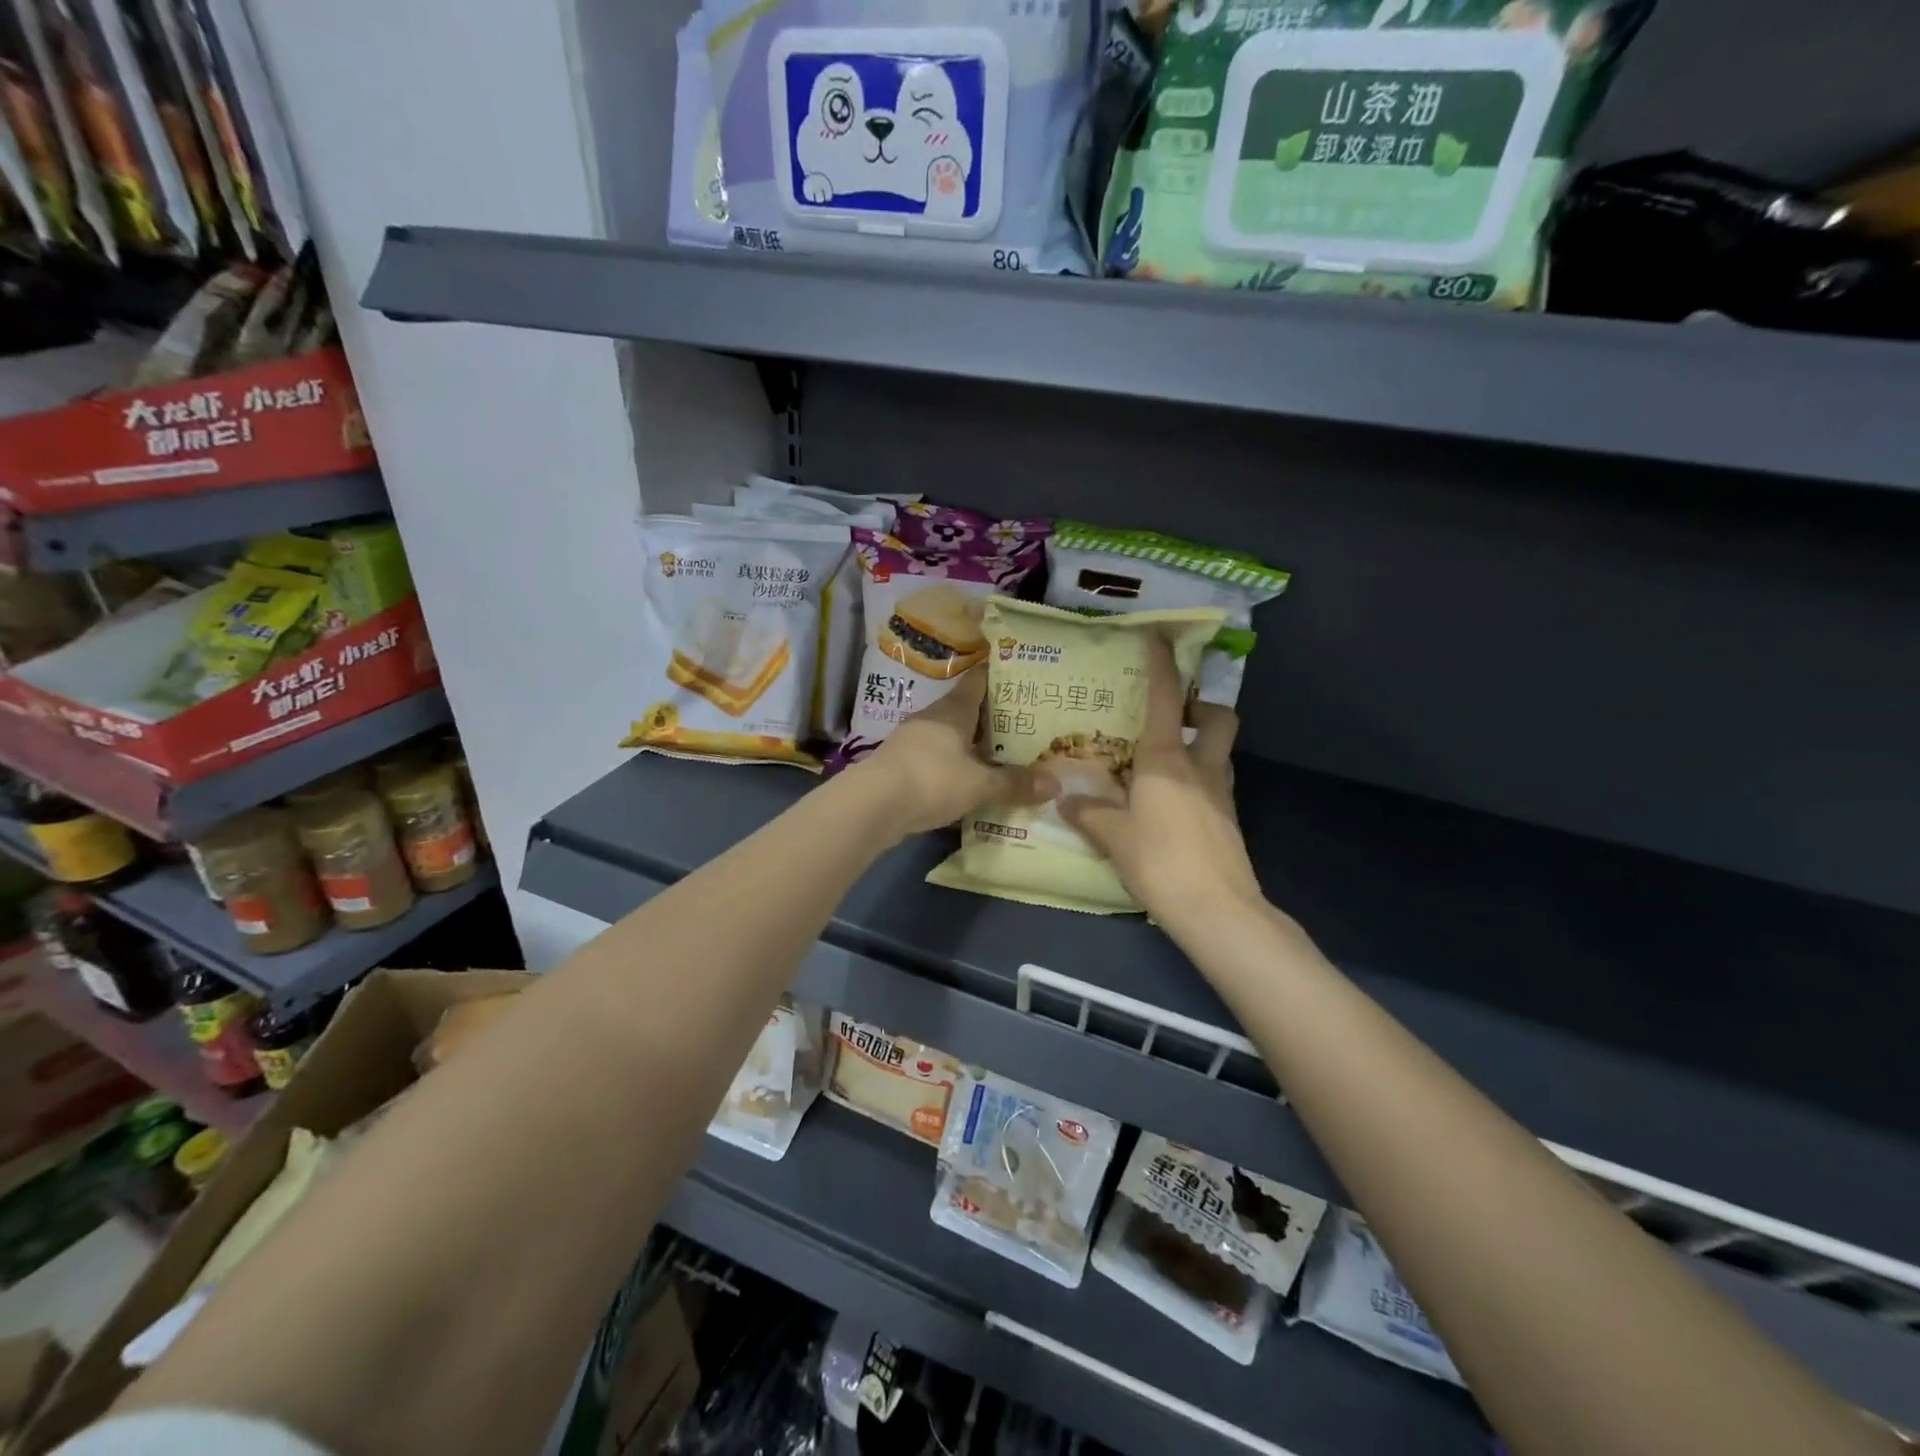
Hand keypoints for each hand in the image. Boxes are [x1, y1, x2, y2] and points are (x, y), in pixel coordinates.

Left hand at [852, 669, 1040, 838]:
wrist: (872, 805)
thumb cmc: (931, 780)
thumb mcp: (980, 785)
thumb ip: (1015, 783)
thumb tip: (1055, 783)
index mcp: (953, 710)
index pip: (978, 681)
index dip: (999, 676)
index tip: (1022, 676)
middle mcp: (932, 718)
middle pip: (966, 710)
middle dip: (992, 717)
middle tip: (1025, 723)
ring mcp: (912, 741)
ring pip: (951, 736)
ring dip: (972, 744)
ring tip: (1002, 754)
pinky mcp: (901, 766)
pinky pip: (937, 759)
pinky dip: (955, 766)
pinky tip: (970, 780)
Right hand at [1059, 635, 1263, 925]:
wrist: (1216, 909)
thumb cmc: (1159, 860)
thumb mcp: (1112, 836)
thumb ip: (1088, 814)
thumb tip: (1066, 801)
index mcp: (1167, 759)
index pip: (1166, 698)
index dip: (1161, 663)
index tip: (1156, 636)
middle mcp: (1200, 766)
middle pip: (1217, 717)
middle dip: (1200, 707)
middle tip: (1170, 717)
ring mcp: (1221, 793)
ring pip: (1219, 751)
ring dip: (1198, 744)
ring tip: (1160, 762)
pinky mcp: (1228, 819)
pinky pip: (1214, 783)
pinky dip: (1196, 780)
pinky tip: (1169, 802)